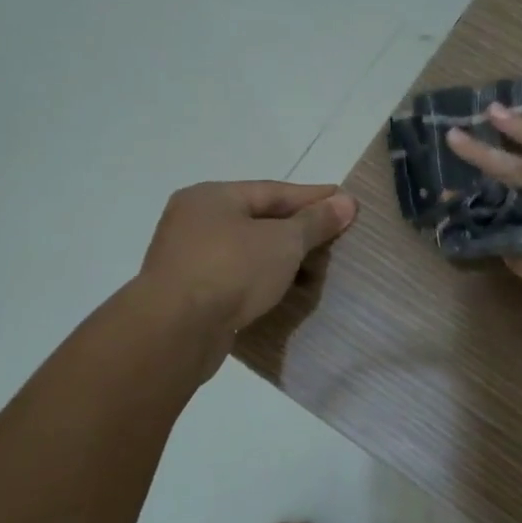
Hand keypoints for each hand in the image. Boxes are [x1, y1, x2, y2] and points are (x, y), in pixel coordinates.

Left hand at [139, 181, 356, 334]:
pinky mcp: (188, 295)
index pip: (273, 191)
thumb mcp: (283, 241)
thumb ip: (315, 221)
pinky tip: (285, 293)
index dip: (313, 198)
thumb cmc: (231, 270)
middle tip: (335, 238)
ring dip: (280, 260)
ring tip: (316, 270)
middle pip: (258, 220)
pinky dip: (261, 282)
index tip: (346, 202)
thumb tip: (346, 201)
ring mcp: (187, 259)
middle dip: (298, 231)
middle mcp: (194, 222)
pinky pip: (235, 280)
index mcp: (211, 197)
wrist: (175, 331)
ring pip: (246, 252)